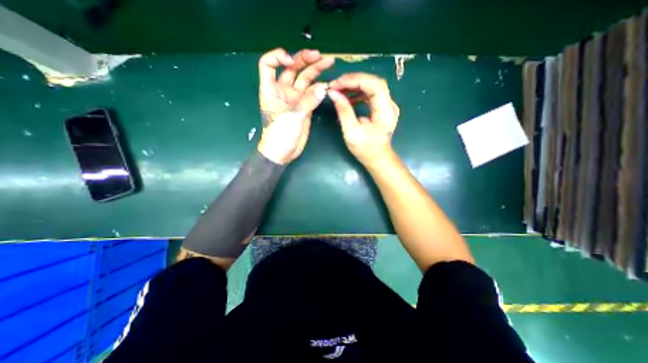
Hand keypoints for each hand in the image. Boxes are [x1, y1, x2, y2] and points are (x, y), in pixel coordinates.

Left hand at [256, 47, 333, 164]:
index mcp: (271, 89)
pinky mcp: (305, 108)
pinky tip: (327, 85)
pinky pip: (312, 94)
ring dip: (315, 71)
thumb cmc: (279, 134)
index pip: (269, 64)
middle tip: (320, 56)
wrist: (283, 153)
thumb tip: (324, 88)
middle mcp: (283, 91)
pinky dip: (319, 89)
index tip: (291, 61)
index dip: (278, 56)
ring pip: (305, 80)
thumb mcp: (292, 116)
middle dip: (305, 60)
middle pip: (292, 69)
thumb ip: (308, 101)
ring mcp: (295, 99)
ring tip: (328, 63)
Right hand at [330, 71, 400, 167]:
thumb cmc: (366, 149)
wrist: (378, 159)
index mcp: (385, 111)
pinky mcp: (381, 108)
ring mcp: (386, 106)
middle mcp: (389, 104)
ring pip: (371, 87)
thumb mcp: (352, 132)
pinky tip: (347, 98)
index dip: (355, 80)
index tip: (337, 83)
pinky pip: (370, 95)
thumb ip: (344, 111)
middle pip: (373, 82)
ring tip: (339, 90)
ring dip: (354, 86)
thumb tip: (333, 93)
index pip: (374, 84)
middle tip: (336, 85)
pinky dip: (358, 93)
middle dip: (353, 81)